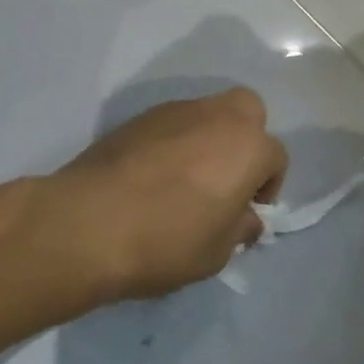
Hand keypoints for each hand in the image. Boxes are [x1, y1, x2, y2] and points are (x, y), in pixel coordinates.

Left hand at [34, 88, 288, 302]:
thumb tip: (246, 218)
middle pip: (247, 112)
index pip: (275, 158)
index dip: (268, 186)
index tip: (248, 211)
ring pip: (207, 113)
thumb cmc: (166, 241)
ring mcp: (176, 111)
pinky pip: (172, 123)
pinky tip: (155, 174)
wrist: (88, 223)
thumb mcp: (216, 252)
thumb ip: (239, 229)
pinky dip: (174, 140)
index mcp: (248, 147)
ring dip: (208, 138)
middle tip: (228, 176)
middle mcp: (218, 117)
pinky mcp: (139, 117)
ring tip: (187, 178)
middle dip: (246, 138)